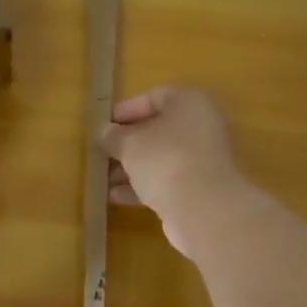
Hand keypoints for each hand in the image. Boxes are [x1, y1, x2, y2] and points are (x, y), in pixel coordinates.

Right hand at [100, 86, 245, 258]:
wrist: (204, 209)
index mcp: (189, 103)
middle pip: (158, 130)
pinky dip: (144, 186)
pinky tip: (116, 197)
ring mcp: (203, 159)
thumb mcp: (129, 144)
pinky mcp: (201, 188)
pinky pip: (167, 180)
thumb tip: (104, 133)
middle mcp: (201, 126)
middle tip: (102, 153)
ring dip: (132, 167)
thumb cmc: (165, 160)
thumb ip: (113, 136)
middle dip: (127, 143)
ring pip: (161, 158)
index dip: (126, 110)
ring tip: (104, 179)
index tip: (103, 125)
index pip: (154, 97)